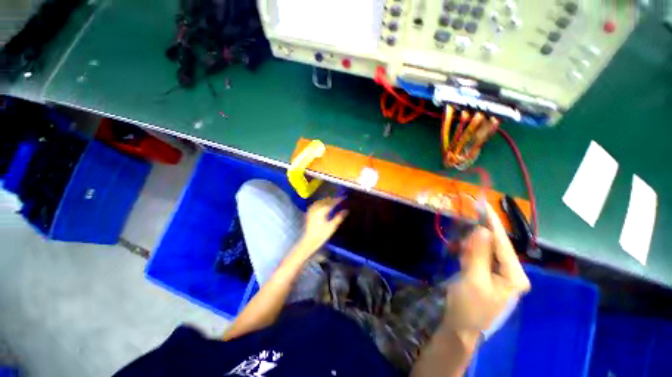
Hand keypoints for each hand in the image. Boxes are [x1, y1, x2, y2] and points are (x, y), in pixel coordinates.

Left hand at [297, 197, 347, 255]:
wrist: (309, 240)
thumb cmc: (322, 234)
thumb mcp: (332, 226)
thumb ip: (339, 217)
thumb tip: (346, 210)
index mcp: (322, 211)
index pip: (331, 202)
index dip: (338, 199)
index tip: (343, 197)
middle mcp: (316, 208)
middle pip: (325, 200)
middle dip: (332, 198)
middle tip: (339, 198)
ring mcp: (312, 210)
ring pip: (320, 201)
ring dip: (327, 199)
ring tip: (333, 199)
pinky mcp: (309, 213)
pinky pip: (316, 204)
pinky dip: (321, 202)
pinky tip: (323, 203)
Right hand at [445, 201, 530, 346]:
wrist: (460, 327)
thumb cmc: (469, 306)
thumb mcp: (473, 279)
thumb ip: (479, 254)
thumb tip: (482, 229)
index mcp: (514, 275)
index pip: (503, 243)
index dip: (492, 223)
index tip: (483, 205)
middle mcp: (510, 272)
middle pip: (493, 245)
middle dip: (475, 240)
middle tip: (461, 244)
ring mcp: (498, 274)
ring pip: (483, 249)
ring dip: (469, 248)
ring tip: (459, 256)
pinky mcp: (486, 274)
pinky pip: (477, 256)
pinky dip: (467, 254)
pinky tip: (460, 259)